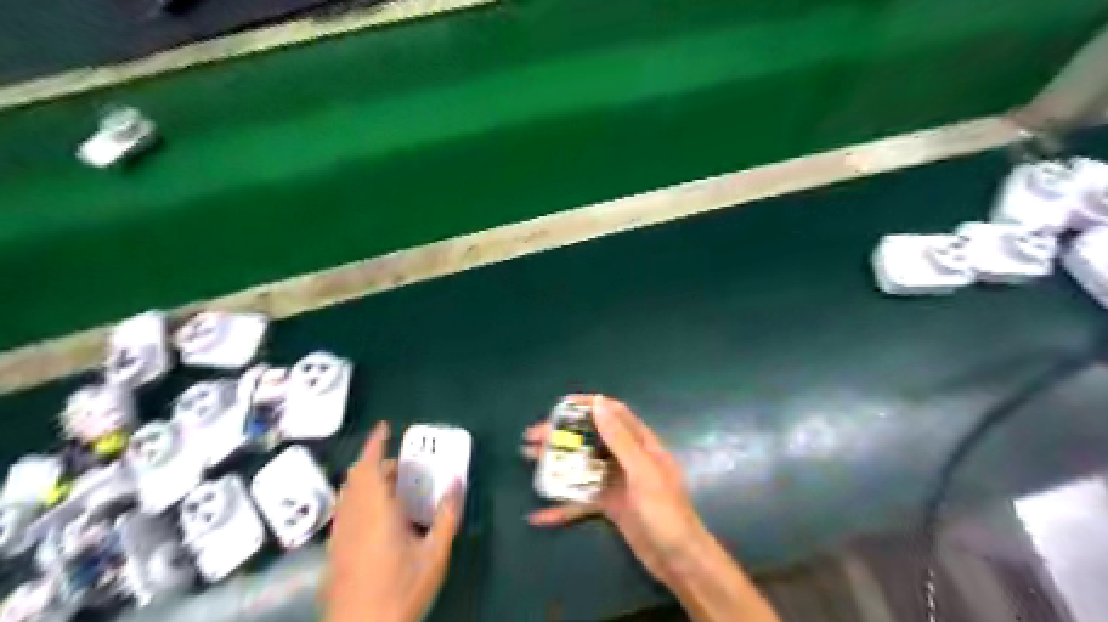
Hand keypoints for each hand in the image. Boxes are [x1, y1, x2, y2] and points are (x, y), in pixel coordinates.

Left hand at [323, 422, 461, 621]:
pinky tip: (379, 519)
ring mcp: (339, 535)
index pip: (370, 467)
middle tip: (403, 465)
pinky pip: (346, 511)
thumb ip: (447, 516)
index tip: (384, 427)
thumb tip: (457, 483)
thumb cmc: (400, 592)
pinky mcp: (334, 551)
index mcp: (376, 512)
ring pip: (349, 494)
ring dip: (368, 481)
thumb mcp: (434, 555)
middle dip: (377, 462)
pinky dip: (360, 499)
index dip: (375, 443)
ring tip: (393, 488)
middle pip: (357, 477)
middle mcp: (353, 517)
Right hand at [525, 395, 703, 584]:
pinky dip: (562, 506)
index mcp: (641, 444)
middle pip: (591, 439)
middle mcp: (628, 458)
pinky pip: (582, 500)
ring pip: (583, 466)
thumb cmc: (666, 513)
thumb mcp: (643, 472)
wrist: (680, 562)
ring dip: (558, 463)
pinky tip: (540, 514)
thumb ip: (620, 438)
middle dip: (563, 435)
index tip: (559, 407)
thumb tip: (599, 403)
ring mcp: (618, 482)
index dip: (587, 406)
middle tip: (533, 437)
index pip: (613, 413)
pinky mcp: (611, 506)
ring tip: (529, 458)